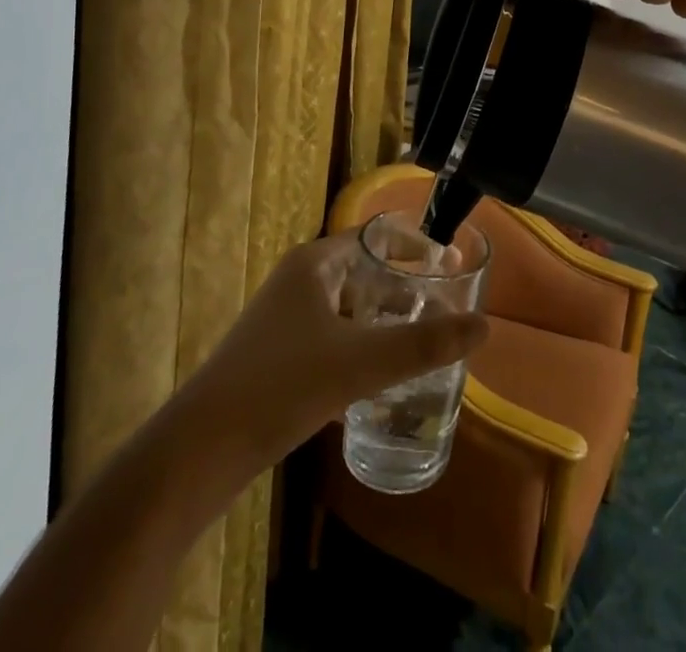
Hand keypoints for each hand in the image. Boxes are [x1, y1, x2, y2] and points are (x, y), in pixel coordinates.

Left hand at [178, 231, 488, 463]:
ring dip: (381, 319)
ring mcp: (282, 318)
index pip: (375, 236)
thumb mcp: (362, 362)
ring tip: (419, 339)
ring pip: (346, 306)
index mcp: (315, 263)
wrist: (200, 449)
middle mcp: (297, 280)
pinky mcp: (274, 354)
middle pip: (363, 270)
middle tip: (443, 306)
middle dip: (403, 286)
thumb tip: (484, 325)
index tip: (450, 263)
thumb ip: (424, 343)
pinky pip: (329, 336)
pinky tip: (376, 378)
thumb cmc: (283, 385)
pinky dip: (358, 345)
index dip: (414, 246)